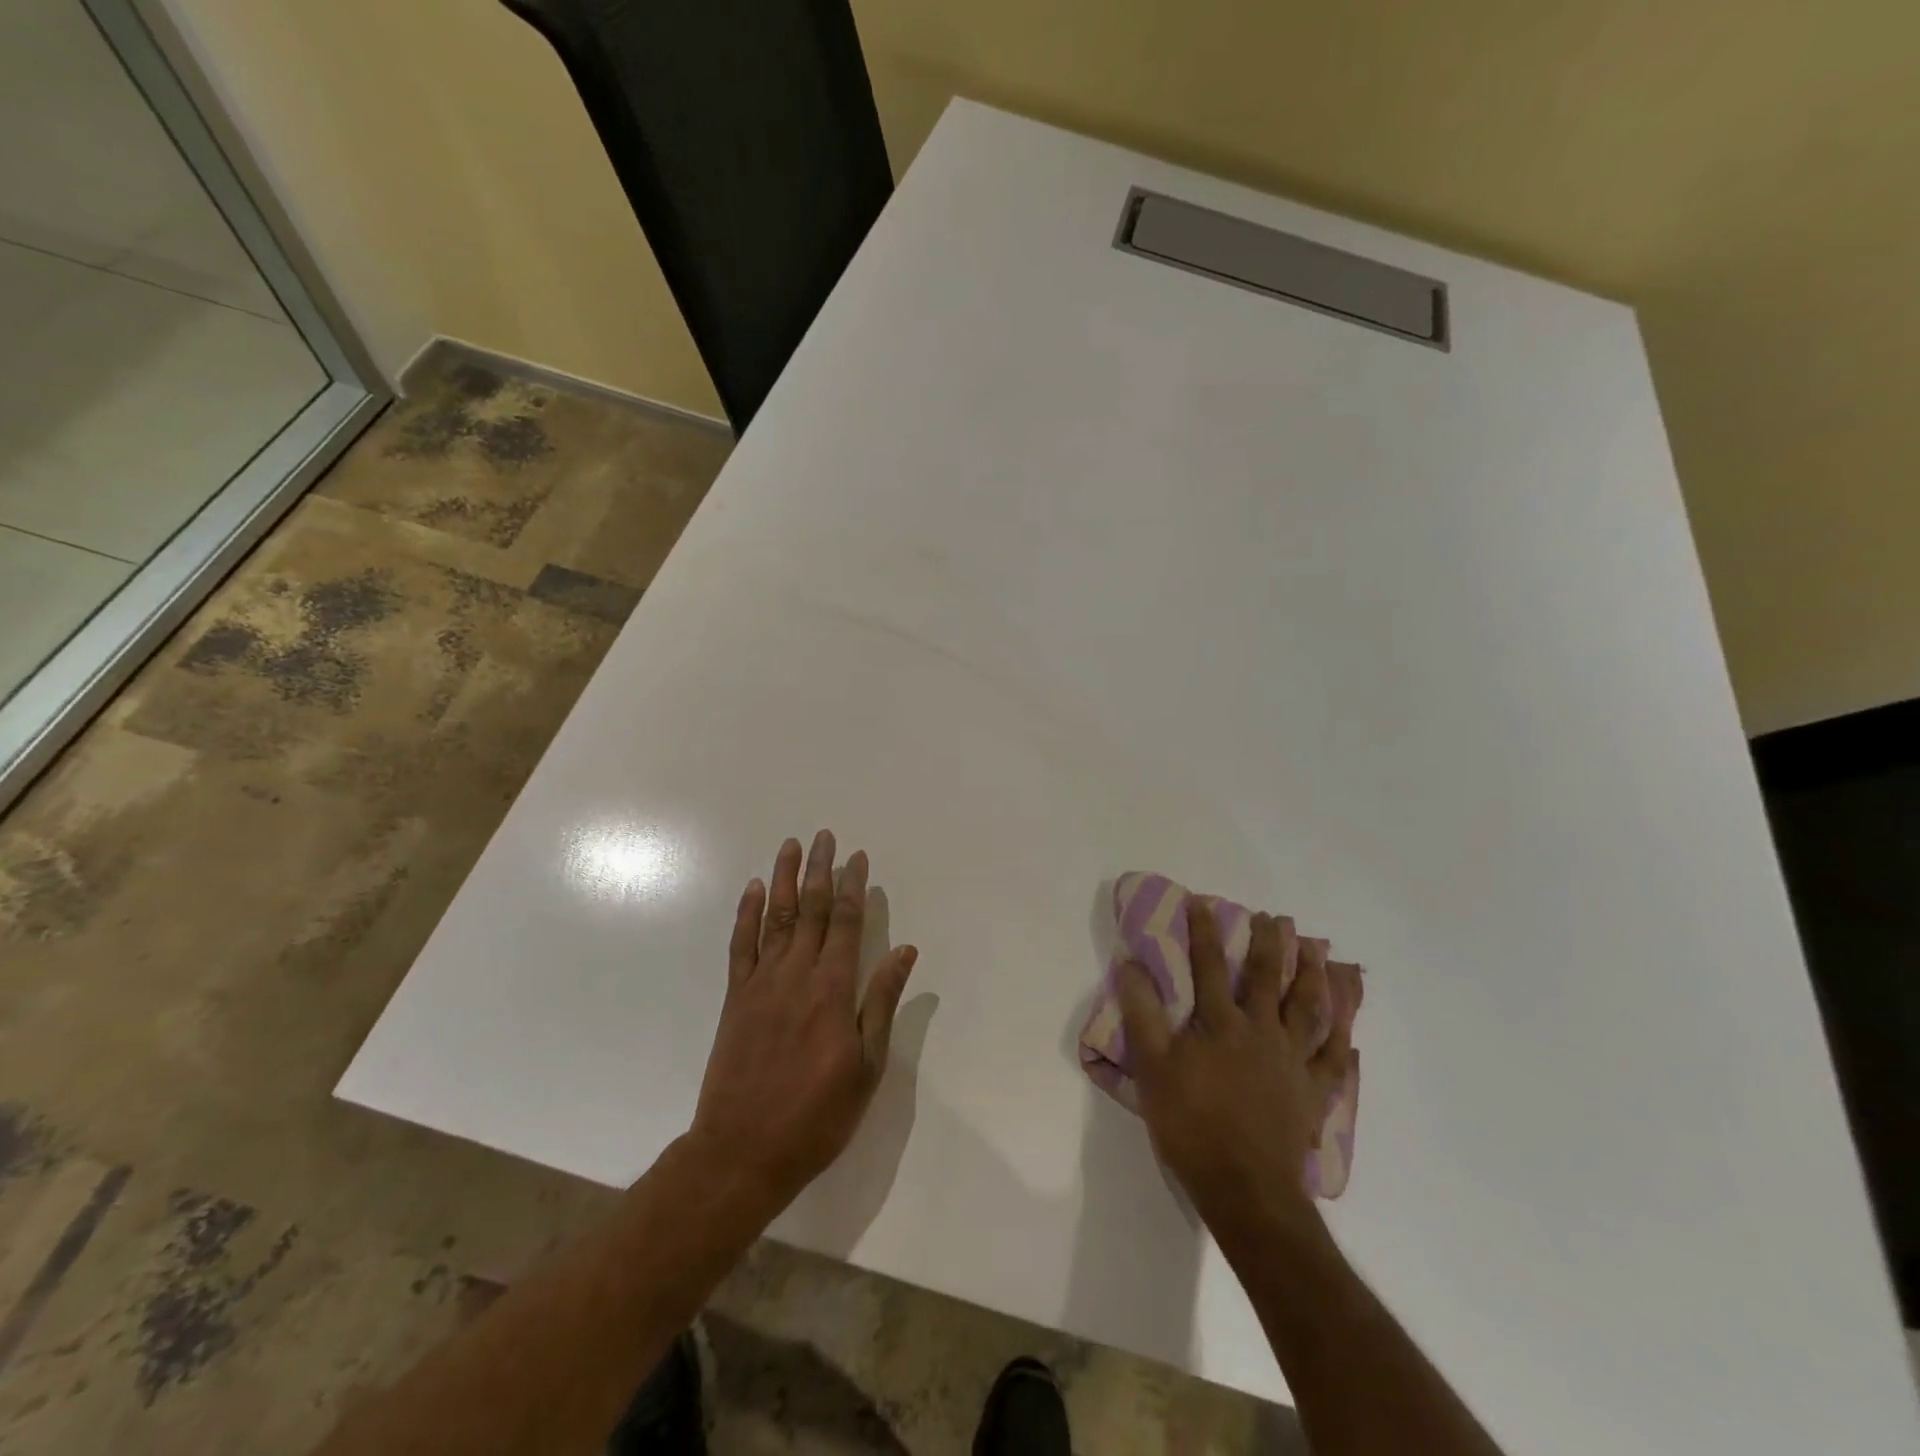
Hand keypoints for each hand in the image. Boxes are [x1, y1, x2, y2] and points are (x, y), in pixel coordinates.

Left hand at [687, 831, 917, 1217]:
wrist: (743, 1151)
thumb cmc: (817, 1115)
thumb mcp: (866, 1066)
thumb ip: (881, 1003)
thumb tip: (905, 952)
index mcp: (832, 990)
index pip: (845, 923)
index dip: (852, 886)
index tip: (857, 857)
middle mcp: (796, 975)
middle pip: (809, 909)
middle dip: (819, 870)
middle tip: (824, 836)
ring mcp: (761, 983)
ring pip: (775, 917)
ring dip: (783, 878)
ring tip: (791, 846)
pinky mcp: (735, 998)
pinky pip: (741, 945)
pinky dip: (747, 913)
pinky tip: (753, 889)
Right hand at [1117, 897, 1351, 1242]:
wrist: (1244, 1188)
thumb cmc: (1191, 1124)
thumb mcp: (1152, 1067)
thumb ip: (1142, 1013)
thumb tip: (1131, 964)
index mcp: (1221, 1023)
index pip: (1210, 965)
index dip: (1205, 931)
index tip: (1203, 902)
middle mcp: (1261, 1032)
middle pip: (1268, 978)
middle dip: (1271, 944)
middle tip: (1278, 918)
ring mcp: (1293, 1062)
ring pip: (1309, 1010)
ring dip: (1315, 978)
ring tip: (1321, 954)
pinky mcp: (1313, 1094)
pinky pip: (1333, 1062)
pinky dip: (1342, 1043)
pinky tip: (1350, 1031)